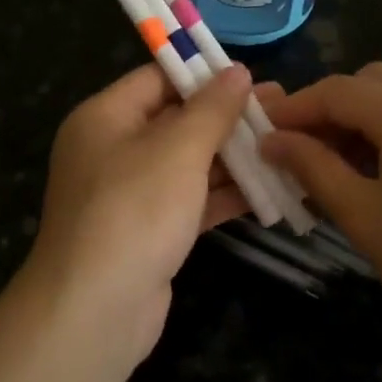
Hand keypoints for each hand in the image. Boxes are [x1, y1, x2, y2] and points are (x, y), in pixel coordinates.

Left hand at [25, 63, 255, 358]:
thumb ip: (212, 109)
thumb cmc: (135, 211)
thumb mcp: (178, 149)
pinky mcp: (149, 231)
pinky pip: (190, 201)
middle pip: (176, 120)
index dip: (204, 72)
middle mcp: (113, 150)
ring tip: (286, 145)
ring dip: (233, 157)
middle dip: (228, 117)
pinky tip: (270, 191)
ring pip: (188, 163)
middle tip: (282, 108)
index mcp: (105, 117)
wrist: (95, 310)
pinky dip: (224, 195)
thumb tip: (238, 71)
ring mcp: (130, 194)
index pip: (157, 78)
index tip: (252, 73)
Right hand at [260, 63, 381, 345]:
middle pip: (369, 84)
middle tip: (297, 151)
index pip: (337, 90)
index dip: (294, 109)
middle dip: (328, 110)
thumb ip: (314, 168)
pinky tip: (377, 174)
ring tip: (332, 167)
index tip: (260, 133)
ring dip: (360, 122)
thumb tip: (272, 141)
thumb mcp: (364, 216)